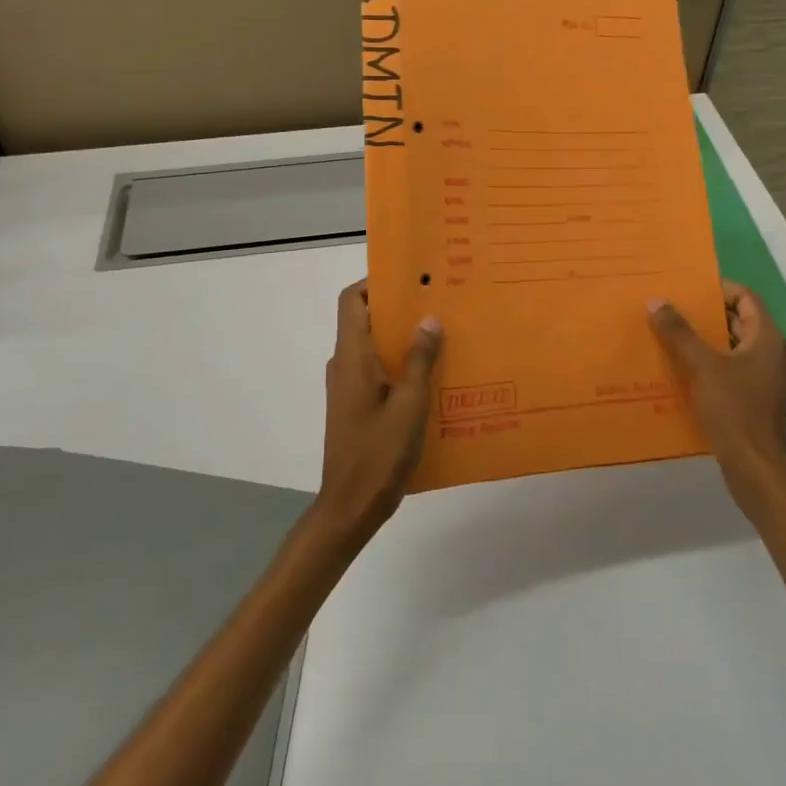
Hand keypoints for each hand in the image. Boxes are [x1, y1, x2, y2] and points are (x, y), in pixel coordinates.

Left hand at [316, 280, 442, 542]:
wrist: (350, 505)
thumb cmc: (378, 452)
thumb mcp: (410, 405)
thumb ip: (420, 360)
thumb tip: (429, 319)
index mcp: (352, 356)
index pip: (351, 300)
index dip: (375, 283)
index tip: (409, 279)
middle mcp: (344, 364)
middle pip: (364, 320)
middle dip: (398, 309)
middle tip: (437, 304)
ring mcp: (347, 386)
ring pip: (372, 347)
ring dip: (401, 338)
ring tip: (441, 335)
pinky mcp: (355, 405)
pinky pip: (376, 371)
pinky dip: (398, 364)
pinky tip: (432, 376)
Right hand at [649, 281, 785, 510]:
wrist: (754, 468)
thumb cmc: (734, 410)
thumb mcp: (703, 367)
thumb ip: (680, 333)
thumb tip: (657, 301)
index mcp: (766, 339)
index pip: (746, 297)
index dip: (719, 287)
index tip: (687, 286)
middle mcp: (768, 354)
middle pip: (737, 320)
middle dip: (704, 313)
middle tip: (670, 306)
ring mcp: (760, 379)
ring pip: (729, 347)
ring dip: (701, 339)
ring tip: (666, 333)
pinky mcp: (749, 399)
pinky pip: (726, 370)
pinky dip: (704, 364)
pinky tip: (676, 368)